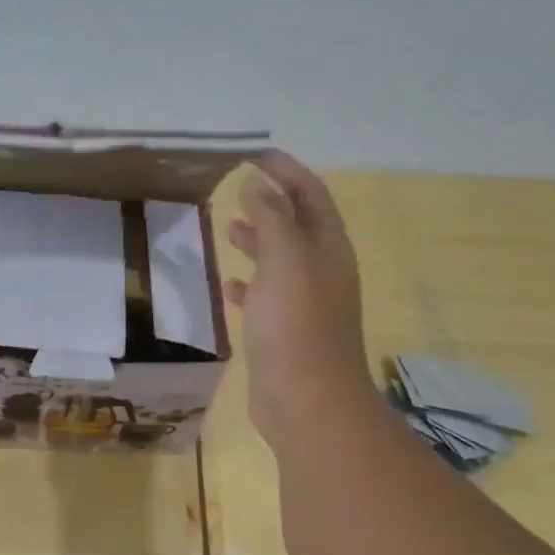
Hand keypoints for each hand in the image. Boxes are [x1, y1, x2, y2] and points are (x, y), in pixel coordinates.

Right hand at [224, 152, 381, 444]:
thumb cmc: (296, 324)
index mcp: (328, 247)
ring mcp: (304, 303)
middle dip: (270, 202)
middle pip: (297, 224)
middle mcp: (321, 270)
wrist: (306, 400)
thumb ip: (271, 218)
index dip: (285, 170)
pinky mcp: (284, 331)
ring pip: (280, 259)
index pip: (310, 194)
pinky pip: (266, 295)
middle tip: (235, 186)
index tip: (253, 154)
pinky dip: (249, 283)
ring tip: (227, 227)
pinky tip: (229, 283)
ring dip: (258, 239)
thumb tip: (258, 184)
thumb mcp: (284, 259)